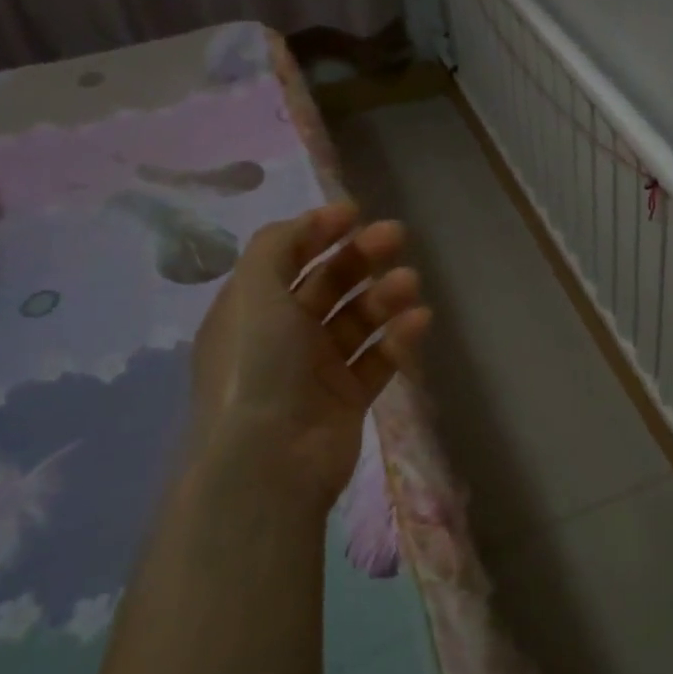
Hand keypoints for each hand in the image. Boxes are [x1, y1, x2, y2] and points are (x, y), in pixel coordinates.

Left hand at [190, 203, 430, 507]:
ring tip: (410, 285)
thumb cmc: (257, 364)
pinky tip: (419, 320)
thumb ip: (278, 245)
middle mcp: (284, 334)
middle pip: (329, 284)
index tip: (355, 214)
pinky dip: (399, 338)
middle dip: (361, 257)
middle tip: (396, 237)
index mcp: (253, 308)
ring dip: (385, 295)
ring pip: (359, 320)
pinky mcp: (349, 398)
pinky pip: (379, 358)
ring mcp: (318, 368)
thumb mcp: (253, 291)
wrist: (269, 460)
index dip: (319, 232)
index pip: (288, 258)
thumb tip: (310, 222)